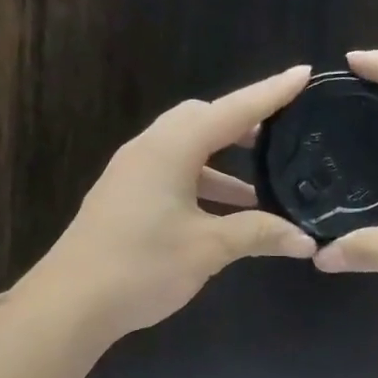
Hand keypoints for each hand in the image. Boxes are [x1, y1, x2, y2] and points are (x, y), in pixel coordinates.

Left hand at [19, 65, 318, 337]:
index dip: (270, 94)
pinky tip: (222, 214)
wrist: (72, 302)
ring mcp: (131, 174)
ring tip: (260, 185)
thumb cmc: (143, 266)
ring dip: (223, 162)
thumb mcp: (207, 249)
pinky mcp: (124, 198)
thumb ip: (258, 235)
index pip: (231, 111)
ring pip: (186, 151)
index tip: (303, 74)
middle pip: (202, 121)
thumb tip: (306, 240)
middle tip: (280, 136)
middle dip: (243, 125)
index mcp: (171, 148)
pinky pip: (172, 175)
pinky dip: (202, 184)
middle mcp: (149, 149)